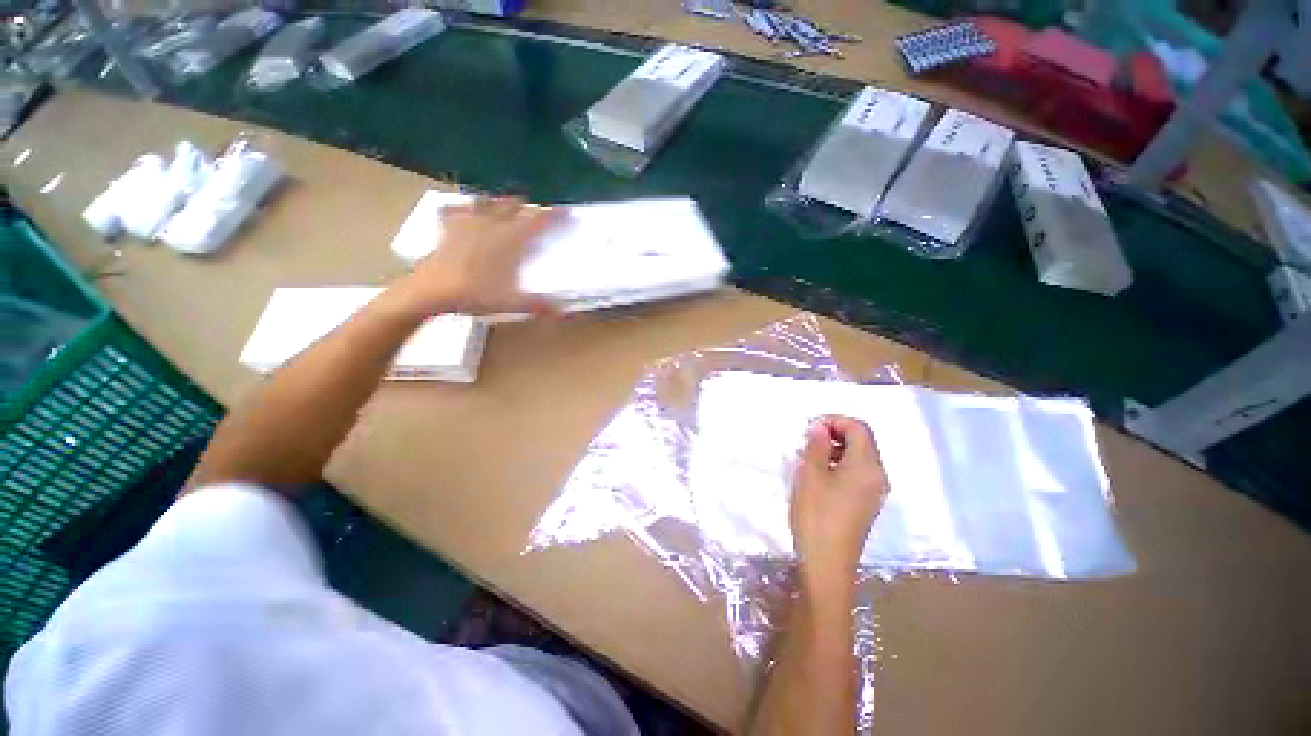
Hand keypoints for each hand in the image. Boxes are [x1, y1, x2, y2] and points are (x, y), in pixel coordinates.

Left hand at [386, 197, 566, 317]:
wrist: (432, 289)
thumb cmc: (473, 294)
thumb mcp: (508, 304)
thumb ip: (535, 304)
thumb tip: (560, 311)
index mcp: (511, 236)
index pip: (540, 220)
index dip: (555, 216)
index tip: (566, 212)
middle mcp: (493, 222)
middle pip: (513, 205)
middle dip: (523, 207)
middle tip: (529, 215)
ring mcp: (469, 221)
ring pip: (486, 201)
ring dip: (495, 203)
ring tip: (498, 208)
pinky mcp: (448, 226)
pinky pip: (453, 210)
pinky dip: (458, 209)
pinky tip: (457, 211)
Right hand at [789, 416, 888, 599]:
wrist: (828, 566)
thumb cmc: (818, 519)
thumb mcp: (810, 478)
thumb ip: (816, 447)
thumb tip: (820, 428)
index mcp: (867, 463)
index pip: (858, 427)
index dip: (835, 421)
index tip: (809, 429)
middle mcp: (878, 474)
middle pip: (863, 442)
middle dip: (837, 436)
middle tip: (808, 444)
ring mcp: (875, 493)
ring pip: (861, 460)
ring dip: (838, 454)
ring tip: (811, 464)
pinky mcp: (868, 508)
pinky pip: (859, 477)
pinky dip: (842, 471)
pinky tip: (821, 484)